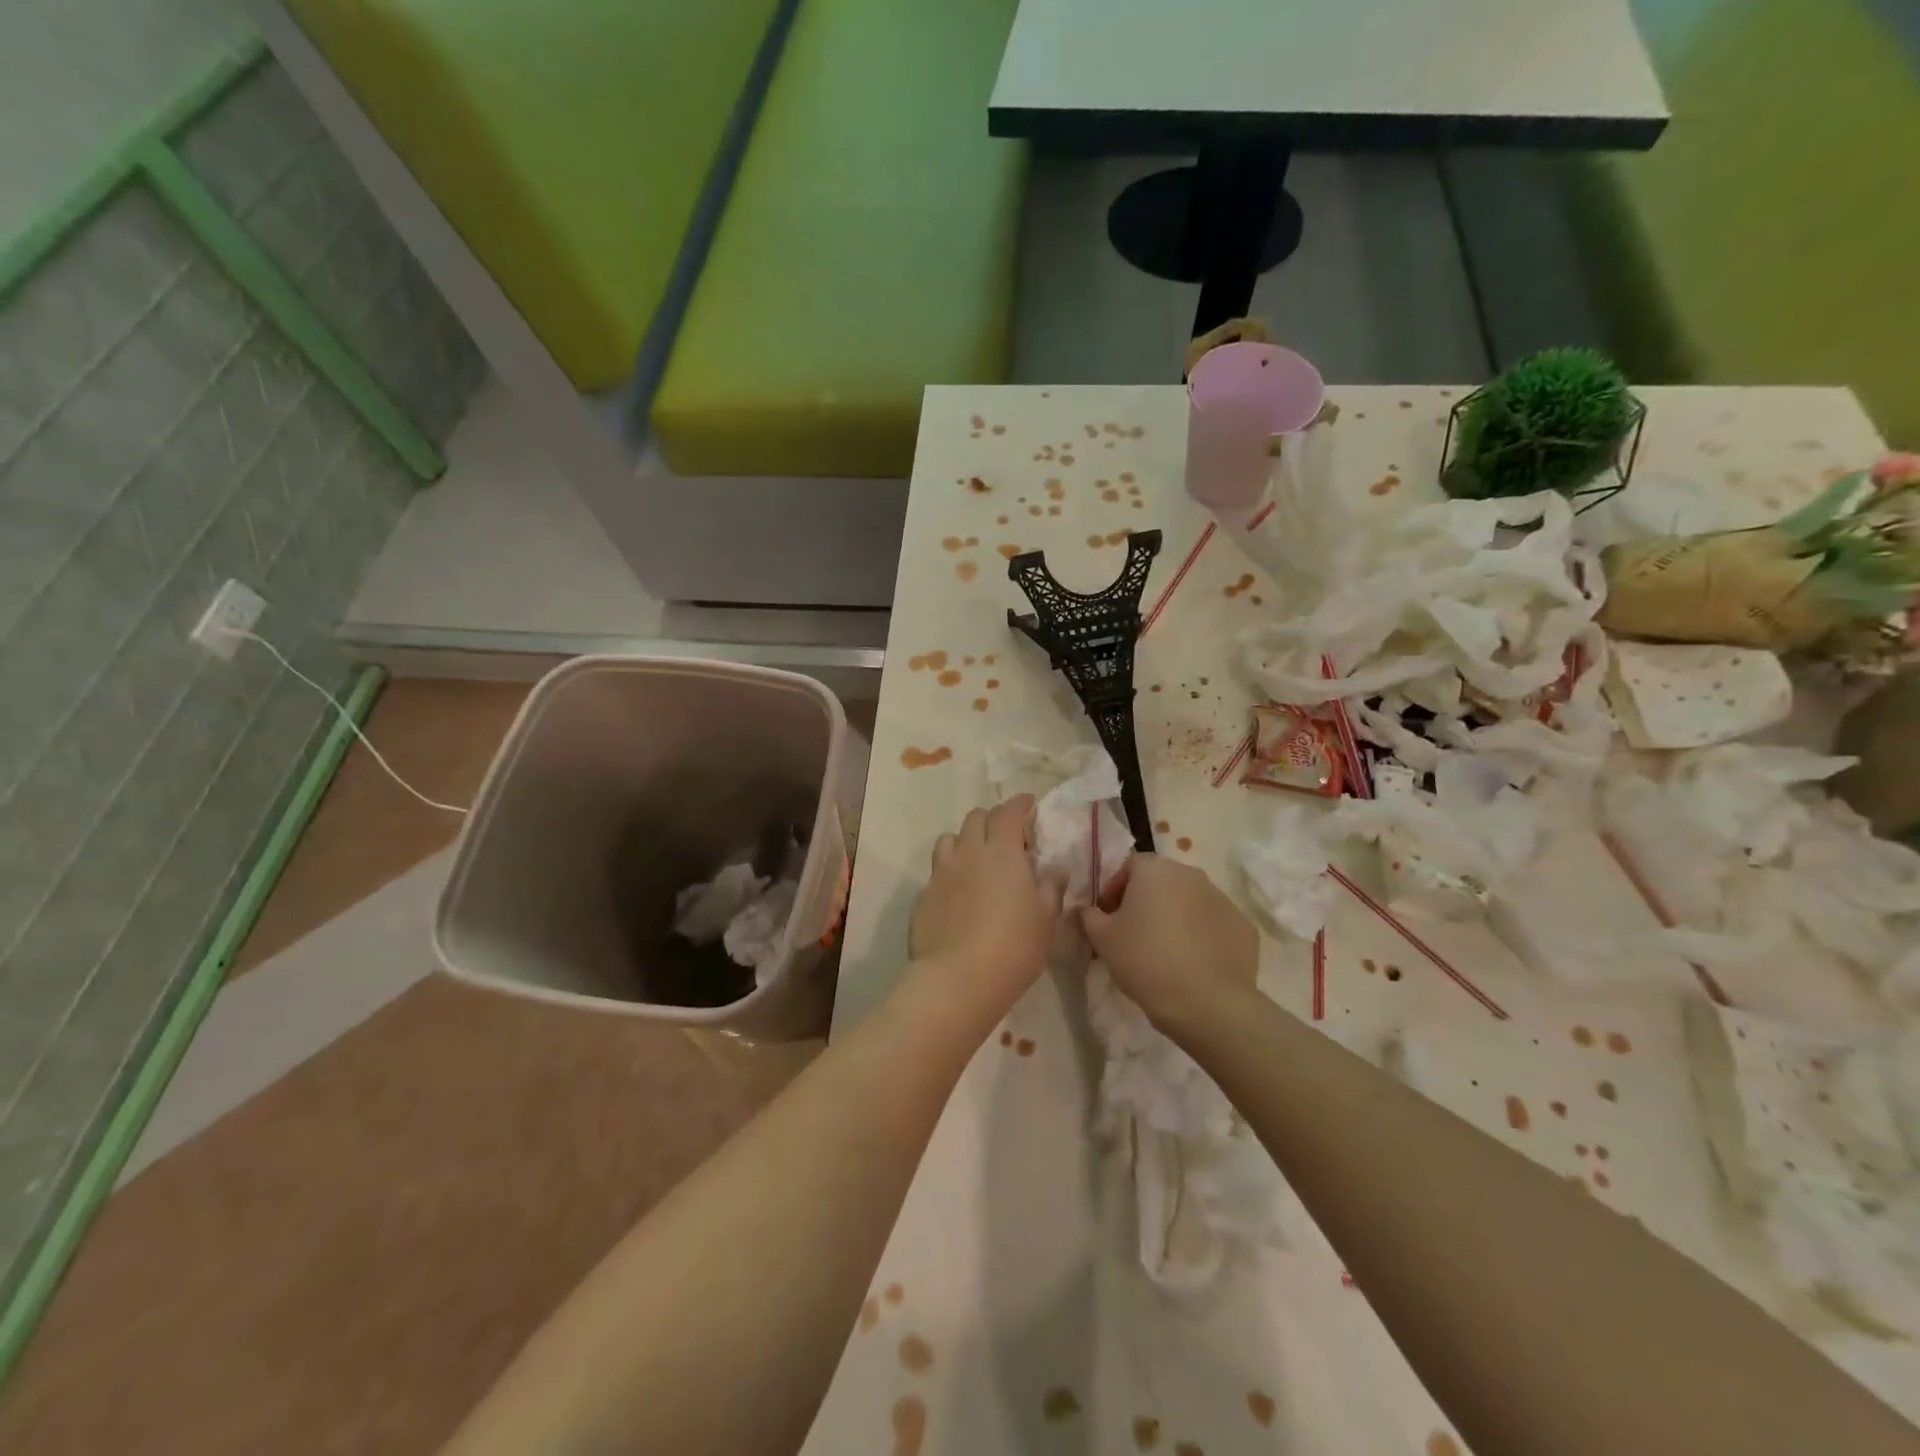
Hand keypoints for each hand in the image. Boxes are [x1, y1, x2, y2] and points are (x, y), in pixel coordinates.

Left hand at [909, 797, 1062, 1023]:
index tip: (1028, 803)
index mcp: (1002, 852)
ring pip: (949, 839)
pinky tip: (958, 893)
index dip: (1019, 804)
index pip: (1008, 813)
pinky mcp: (923, 896)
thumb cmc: (1013, 948)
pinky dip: (949, 872)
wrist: (957, 980)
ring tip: (976, 859)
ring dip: (964, 840)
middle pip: (975, 818)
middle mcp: (968, 853)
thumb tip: (1055, 870)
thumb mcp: (1045, 920)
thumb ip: (1051, 889)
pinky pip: (937, 871)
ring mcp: (941, 873)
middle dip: (991, 819)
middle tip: (1006, 837)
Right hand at [1081, 855, 1258, 1034]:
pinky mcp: (1243, 926)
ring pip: (1188, 902)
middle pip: (1160, 881)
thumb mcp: (1102, 939)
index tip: (1108, 919)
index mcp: (1155, 870)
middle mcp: (1191, 874)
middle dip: (1144, 902)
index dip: (1114, 890)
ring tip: (1163, 952)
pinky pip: (1212, 924)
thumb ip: (1088, 916)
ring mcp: (1222, 899)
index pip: (1128, 867)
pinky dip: (1201, 936)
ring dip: (1173, 917)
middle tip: (1133, 935)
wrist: (1207, 1003)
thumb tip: (1086, 910)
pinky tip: (1191, 964)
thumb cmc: (1146, 961)